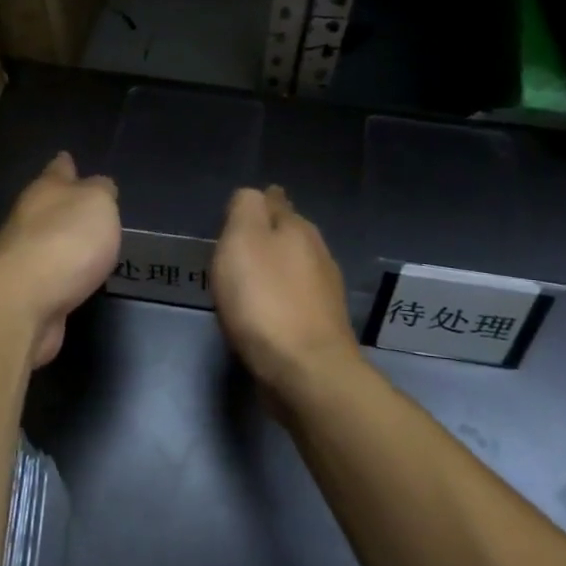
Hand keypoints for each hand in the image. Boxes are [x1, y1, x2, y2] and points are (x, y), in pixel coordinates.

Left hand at [0, 152, 120, 367]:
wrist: (22, 302)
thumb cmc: (66, 241)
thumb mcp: (97, 203)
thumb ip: (101, 192)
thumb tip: (99, 186)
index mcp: (46, 191)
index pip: (58, 170)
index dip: (65, 165)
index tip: (66, 158)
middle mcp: (28, 220)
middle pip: (47, 206)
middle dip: (62, 204)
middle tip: (84, 206)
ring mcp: (23, 258)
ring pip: (46, 242)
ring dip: (62, 242)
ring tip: (86, 245)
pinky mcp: (25, 293)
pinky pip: (49, 276)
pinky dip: (61, 276)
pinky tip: (75, 280)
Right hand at [212, 186, 362, 399]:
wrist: (304, 370)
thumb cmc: (265, 300)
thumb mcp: (243, 240)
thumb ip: (246, 209)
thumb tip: (254, 195)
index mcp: (297, 230)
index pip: (277, 203)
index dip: (259, 203)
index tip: (243, 210)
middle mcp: (317, 255)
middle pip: (290, 234)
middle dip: (269, 234)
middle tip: (242, 243)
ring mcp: (323, 293)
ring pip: (296, 267)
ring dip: (276, 268)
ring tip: (251, 275)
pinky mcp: (320, 327)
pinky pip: (295, 300)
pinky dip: (280, 298)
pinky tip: (266, 310)